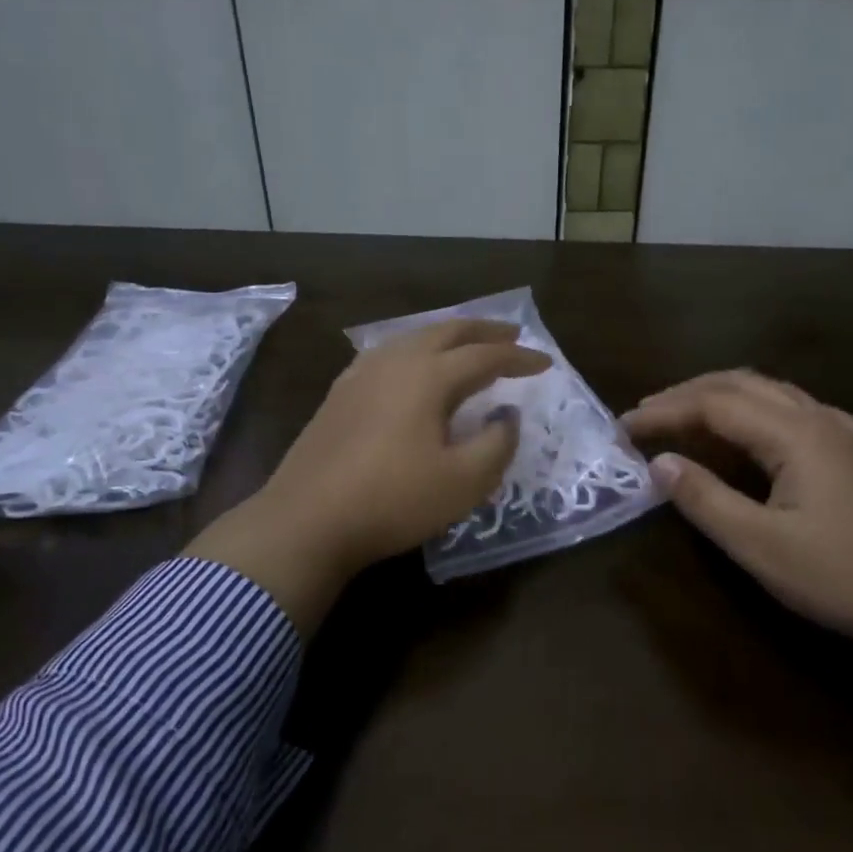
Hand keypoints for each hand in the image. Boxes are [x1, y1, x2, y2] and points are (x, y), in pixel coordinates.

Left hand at [188, 319, 550, 634]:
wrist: (306, 520)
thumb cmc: (392, 501)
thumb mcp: (463, 482)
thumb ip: (497, 444)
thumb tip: (507, 416)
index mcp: (428, 376)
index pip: (485, 356)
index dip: (519, 359)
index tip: (546, 363)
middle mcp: (395, 362)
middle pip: (447, 332)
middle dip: (484, 331)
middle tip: (512, 336)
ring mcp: (361, 374)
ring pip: (414, 338)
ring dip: (449, 337)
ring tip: (469, 347)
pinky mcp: (340, 393)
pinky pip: (390, 354)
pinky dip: (417, 351)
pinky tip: (415, 368)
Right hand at [620, 370, 852, 655]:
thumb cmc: (841, 576)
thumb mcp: (760, 545)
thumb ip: (705, 499)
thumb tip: (658, 463)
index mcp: (795, 433)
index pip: (714, 404)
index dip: (664, 411)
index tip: (623, 428)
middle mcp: (816, 418)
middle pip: (740, 384)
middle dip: (686, 393)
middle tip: (644, 415)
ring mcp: (839, 432)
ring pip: (767, 390)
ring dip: (718, 395)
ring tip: (681, 414)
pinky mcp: (849, 452)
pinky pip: (787, 407)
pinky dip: (749, 407)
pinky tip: (744, 430)